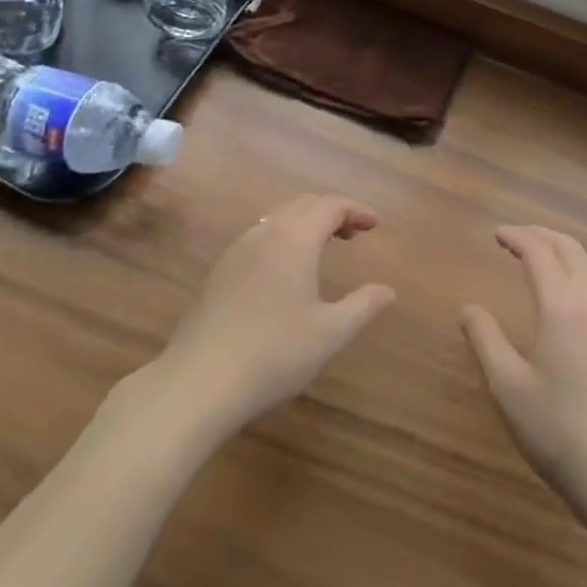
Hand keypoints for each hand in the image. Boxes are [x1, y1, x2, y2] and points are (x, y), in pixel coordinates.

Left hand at [152, 195, 395, 436]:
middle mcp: (266, 232)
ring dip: (305, 223)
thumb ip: (363, 306)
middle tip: (353, 233)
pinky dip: (283, 237)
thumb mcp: (329, 334)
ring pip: (279, 217)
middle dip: (332, 212)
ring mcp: (238, 249)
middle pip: (304, 204)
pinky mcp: (220, 270)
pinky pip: (260, 236)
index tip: (375, 225)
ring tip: (322, 248)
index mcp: (295, 238)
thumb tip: (388, 290)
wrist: (198, 382)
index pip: (331, 205)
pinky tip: (285, 271)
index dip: (356, 209)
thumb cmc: (273, 354)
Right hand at [461, 226, 586, 509]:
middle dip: (541, 234)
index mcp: (563, 307)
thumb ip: (486, 340)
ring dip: (561, 251)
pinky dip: (575, 271)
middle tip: (515, 237)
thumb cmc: (559, 432)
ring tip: (536, 257)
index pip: (539, 253)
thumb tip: (468, 308)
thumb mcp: (508, 389)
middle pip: (570, 249)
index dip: (517, 237)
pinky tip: (563, 293)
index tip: (497, 234)